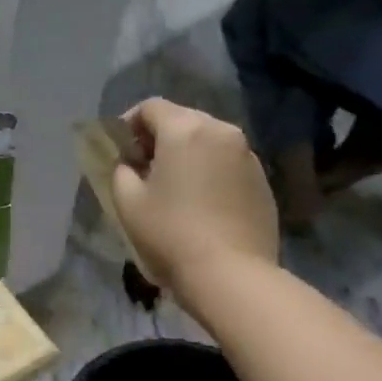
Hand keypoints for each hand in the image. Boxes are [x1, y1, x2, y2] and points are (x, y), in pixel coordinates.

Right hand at [109, 99, 278, 301]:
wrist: (231, 273)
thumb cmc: (170, 233)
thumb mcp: (128, 201)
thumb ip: (121, 171)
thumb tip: (130, 164)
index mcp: (185, 130)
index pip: (151, 107)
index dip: (128, 123)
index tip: (119, 149)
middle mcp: (221, 131)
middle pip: (183, 119)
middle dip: (159, 137)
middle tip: (142, 167)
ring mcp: (248, 155)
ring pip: (208, 141)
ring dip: (187, 154)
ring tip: (173, 186)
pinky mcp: (262, 181)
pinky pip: (228, 163)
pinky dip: (210, 171)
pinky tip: (200, 202)